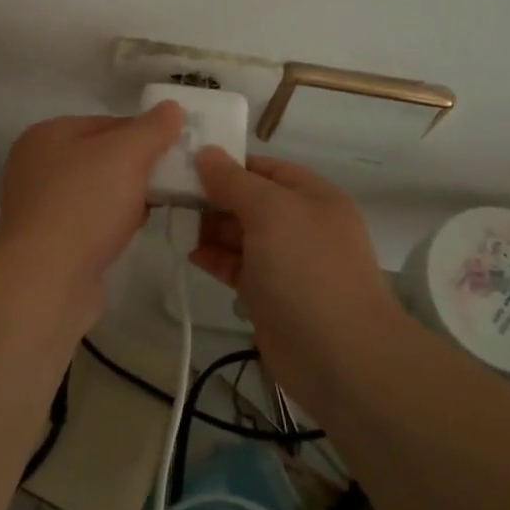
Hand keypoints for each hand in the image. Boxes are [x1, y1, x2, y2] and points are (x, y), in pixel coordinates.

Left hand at [0, 102, 184, 328]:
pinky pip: (91, 220)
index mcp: (47, 135)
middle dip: (139, 167)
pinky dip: (114, 222)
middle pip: (103, 156)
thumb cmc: (84, 206)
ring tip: (161, 204)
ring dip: (129, 196)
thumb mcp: (125, 155)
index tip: (177, 150)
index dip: (145, 133)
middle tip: (174, 179)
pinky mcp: (51, 241)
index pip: (108, 122)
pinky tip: (136, 230)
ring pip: (99, 190)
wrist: (46, 281)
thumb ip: (152, 129)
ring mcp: (41, 206)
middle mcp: (38, 166)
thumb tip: (171, 108)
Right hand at [190, 149, 402, 412]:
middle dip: (212, 196)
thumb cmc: (306, 269)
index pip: (264, 167)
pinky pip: (237, 265)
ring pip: (241, 234)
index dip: (227, 164)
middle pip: (249, 200)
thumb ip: (234, 181)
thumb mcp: (270, 212)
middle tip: (169, 194)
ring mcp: (287, 261)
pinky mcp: (271, 294)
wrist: (340, 357)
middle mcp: (301, 224)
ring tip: (174, 221)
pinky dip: (215, 257)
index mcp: (312, 196)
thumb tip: (205, 152)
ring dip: (209, 227)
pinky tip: (190, 253)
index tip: (184, 163)